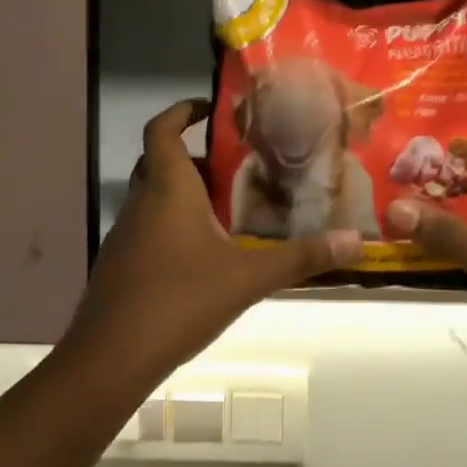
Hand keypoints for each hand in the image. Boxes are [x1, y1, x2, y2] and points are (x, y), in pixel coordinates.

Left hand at [65, 99, 361, 383]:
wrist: (111, 357)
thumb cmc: (179, 300)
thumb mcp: (248, 278)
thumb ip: (300, 258)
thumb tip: (355, 242)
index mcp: (167, 190)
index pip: (161, 129)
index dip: (181, 111)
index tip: (210, 109)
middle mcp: (141, 203)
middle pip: (159, 162)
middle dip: (193, 158)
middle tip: (235, 166)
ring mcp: (125, 236)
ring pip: (153, 198)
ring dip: (185, 194)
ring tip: (228, 209)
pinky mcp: (120, 265)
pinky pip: (148, 229)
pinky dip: (173, 227)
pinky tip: (203, 256)